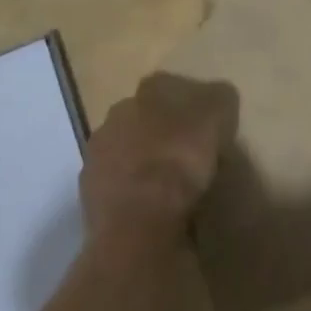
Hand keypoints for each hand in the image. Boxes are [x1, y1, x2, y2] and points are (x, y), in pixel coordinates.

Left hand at [81, 73, 238, 243]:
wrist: (138, 223)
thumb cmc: (178, 162)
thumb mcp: (214, 121)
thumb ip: (219, 101)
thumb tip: (221, 93)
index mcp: (145, 93)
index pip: (165, 87)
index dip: (185, 104)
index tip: (201, 124)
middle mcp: (115, 115)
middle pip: (141, 119)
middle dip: (159, 133)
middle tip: (185, 154)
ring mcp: (97, 155)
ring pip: (125, 151)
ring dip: (142, 163)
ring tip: (168, 186)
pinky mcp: (90, 194)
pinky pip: (117, 187)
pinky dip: (132, 194)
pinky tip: (150, 209)